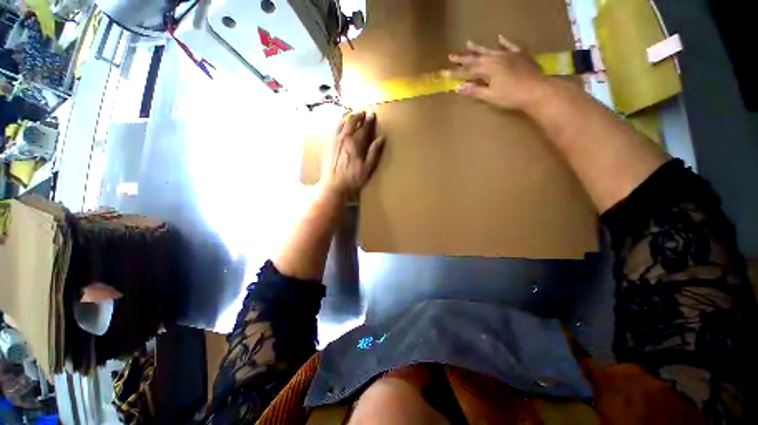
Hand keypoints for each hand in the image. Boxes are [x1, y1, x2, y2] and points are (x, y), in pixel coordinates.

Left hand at [320, 111, 384, 197]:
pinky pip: (334, 129)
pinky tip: (341, 126)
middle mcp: (343, 138)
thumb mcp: (367, 168)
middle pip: (351, 121)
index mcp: (354, 143)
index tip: (373, 115)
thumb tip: (381, 138)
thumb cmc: (352, 178)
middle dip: (358, 115)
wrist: (333, 185)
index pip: (363, 128)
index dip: (369, 121)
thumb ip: (374, 152)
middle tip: (363, 113)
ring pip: (341, 123)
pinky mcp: (328, 144)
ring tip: (353, 116)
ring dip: (348, 117)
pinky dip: (340, 124)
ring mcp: (334, 140)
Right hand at [449, 36, 548, 110]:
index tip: (445, 72)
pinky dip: (504, 42)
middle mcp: (496, 58)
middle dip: (463, 58)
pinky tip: (499, 38)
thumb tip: (458, 88)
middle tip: (451, 56)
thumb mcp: (490, 96)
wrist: (537, 90)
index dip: (456, 72)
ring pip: (490, 49)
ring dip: (478, 48)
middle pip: (476, 57)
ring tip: (468, 43)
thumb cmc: (511, 96)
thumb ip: (475, 91)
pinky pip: (510, 46)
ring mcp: (508, 54)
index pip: (468, 70)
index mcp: (488, 68)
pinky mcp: (519, 55)